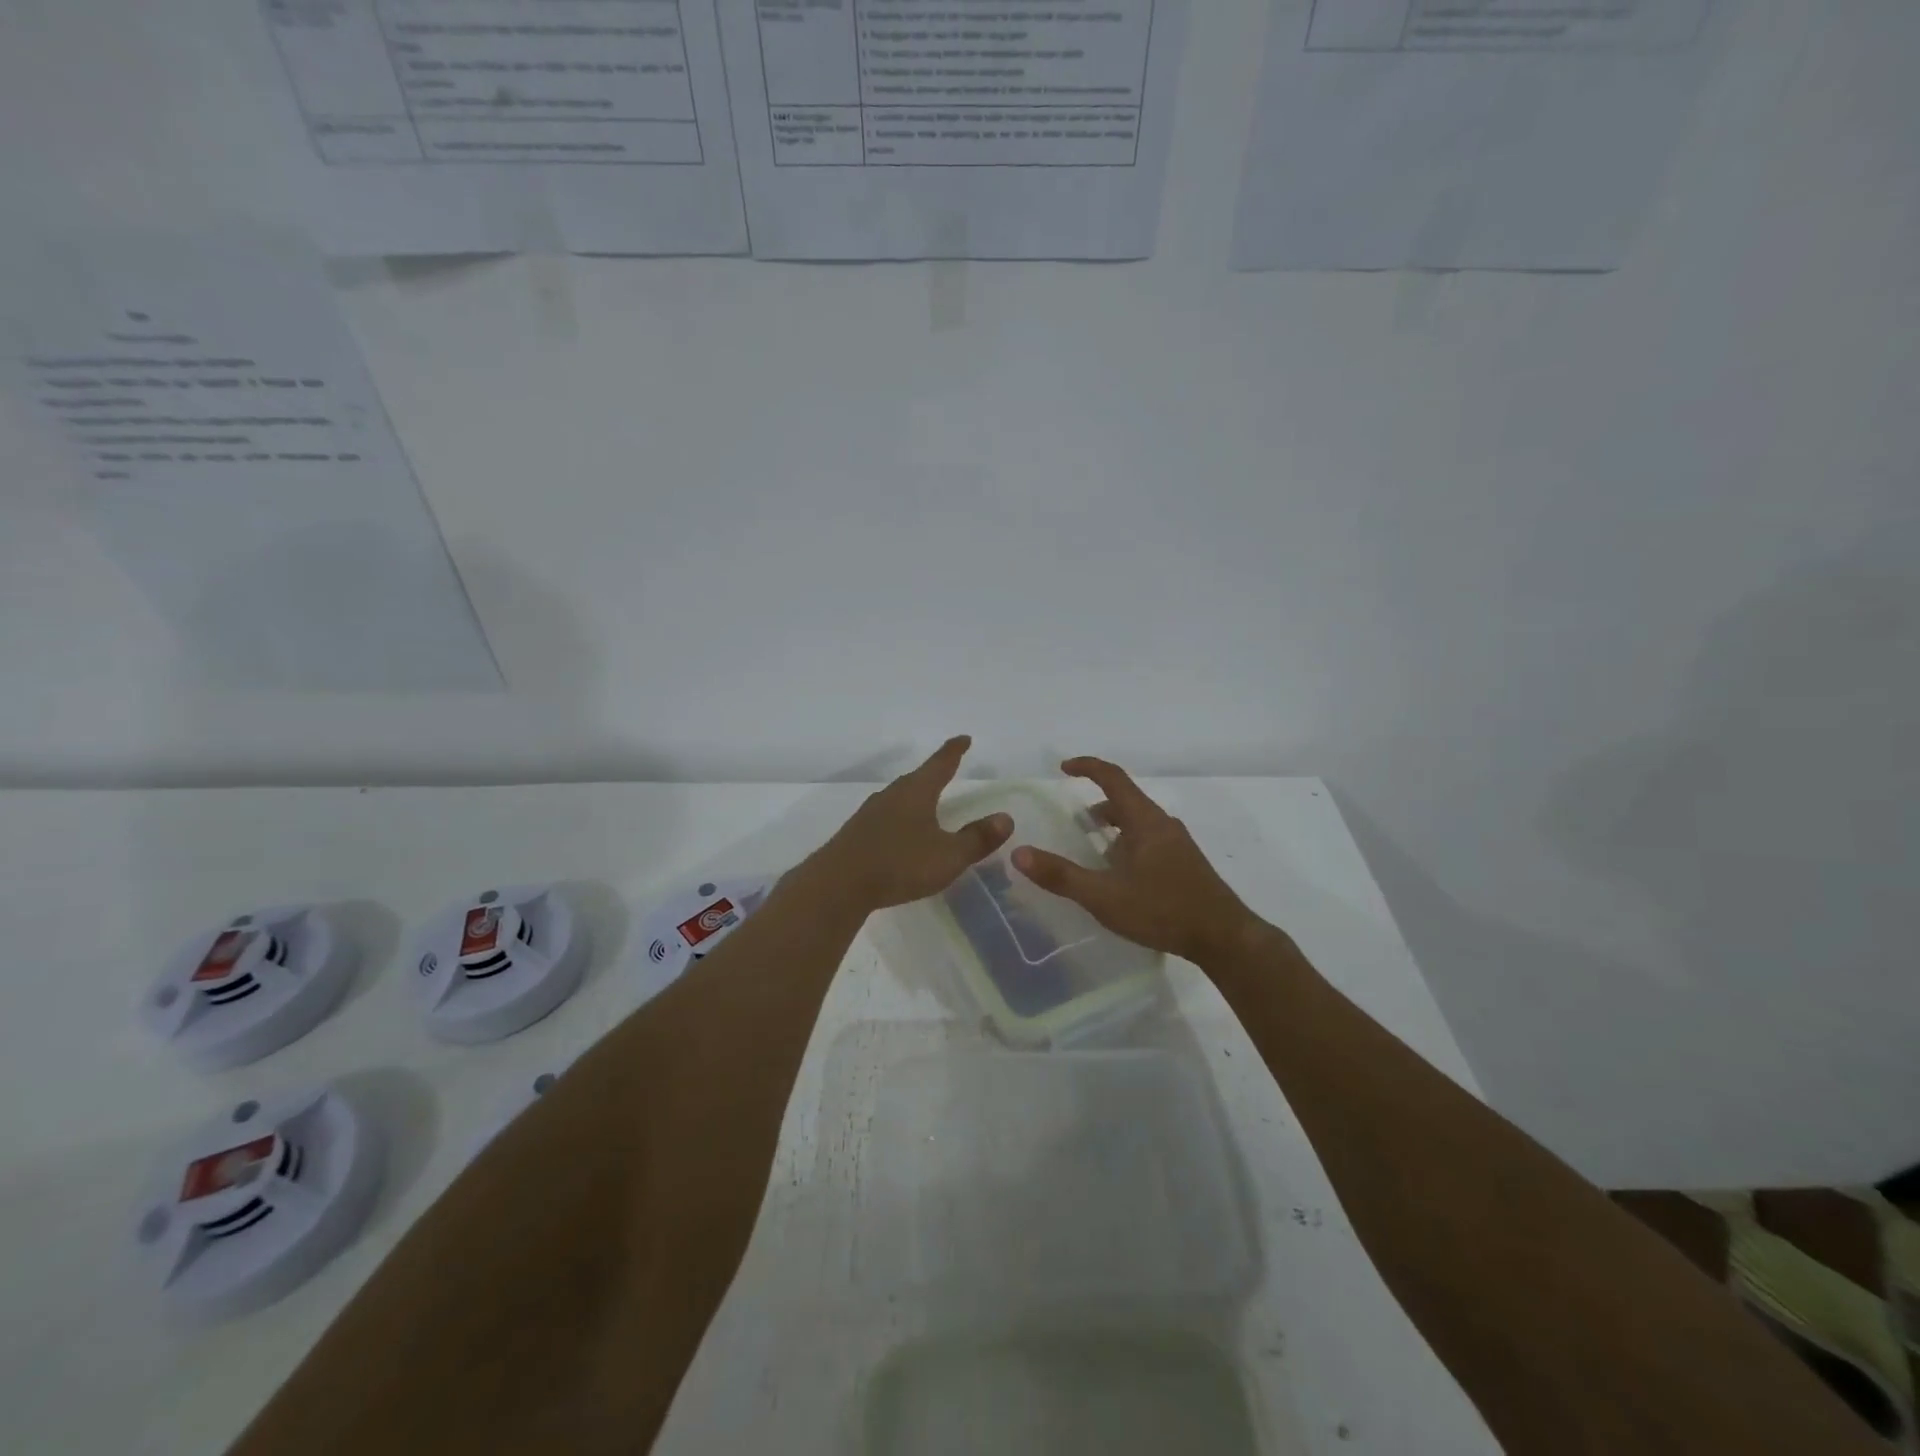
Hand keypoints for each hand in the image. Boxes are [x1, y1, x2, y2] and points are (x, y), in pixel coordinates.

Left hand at [811, 736, 1012, 911]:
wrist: (838, 885)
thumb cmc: (899, 864)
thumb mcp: (948, 856)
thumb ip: (977, 839)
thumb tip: (1006, 818)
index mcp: (916, 792)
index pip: (940, 764)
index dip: (954, 751)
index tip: (963, 739)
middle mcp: (891, 795)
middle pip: (917, 779)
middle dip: (934, 774)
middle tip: (947, 770)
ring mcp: (870, 814)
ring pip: (898, 798)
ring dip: (914, 798)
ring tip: (926, 803)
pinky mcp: (856, 834)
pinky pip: (885, 818)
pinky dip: (899, 819)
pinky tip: (900, 834)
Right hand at [1011, 757, 1263, 964]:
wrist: (1224, 938)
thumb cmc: (1162, 910)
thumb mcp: (1104, 896)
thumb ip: (1061, 876)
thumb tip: (1019, 854)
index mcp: (1145, 821)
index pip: (1113, 778)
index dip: (1087, 767)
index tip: (1063, 768)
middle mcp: (1163, 824)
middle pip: (1125, 800)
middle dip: (1096, 804)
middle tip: (1072, 821)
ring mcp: (1178, 844)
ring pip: (1138, 822)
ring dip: (1112, 827)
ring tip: (1091, 850)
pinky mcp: (1185, 864)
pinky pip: (1149, 840)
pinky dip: (1127, 843)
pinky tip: (1120, 874)